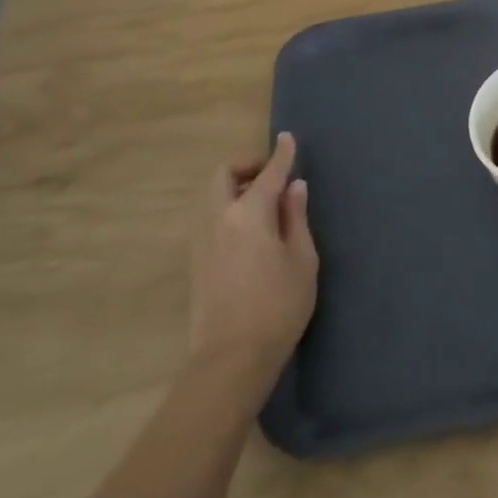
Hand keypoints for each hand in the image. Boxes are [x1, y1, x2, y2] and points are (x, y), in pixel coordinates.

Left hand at [189, 133, 317, 395]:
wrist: (230, 358)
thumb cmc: (279, 305)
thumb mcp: (302, 259)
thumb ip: (296, 218)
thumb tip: (294, 188)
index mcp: (249, 214)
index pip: (268, 174)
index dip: (280, 154)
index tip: (288, 138)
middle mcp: (219, 219)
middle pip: (223, 176)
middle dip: (247, 167)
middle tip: (273, 178)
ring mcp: (202, 241)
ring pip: (213, 198)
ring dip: (236, 189)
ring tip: (266, 206)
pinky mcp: (196, 262)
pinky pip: (210, 219)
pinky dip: (229, 210)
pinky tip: (251, 232)